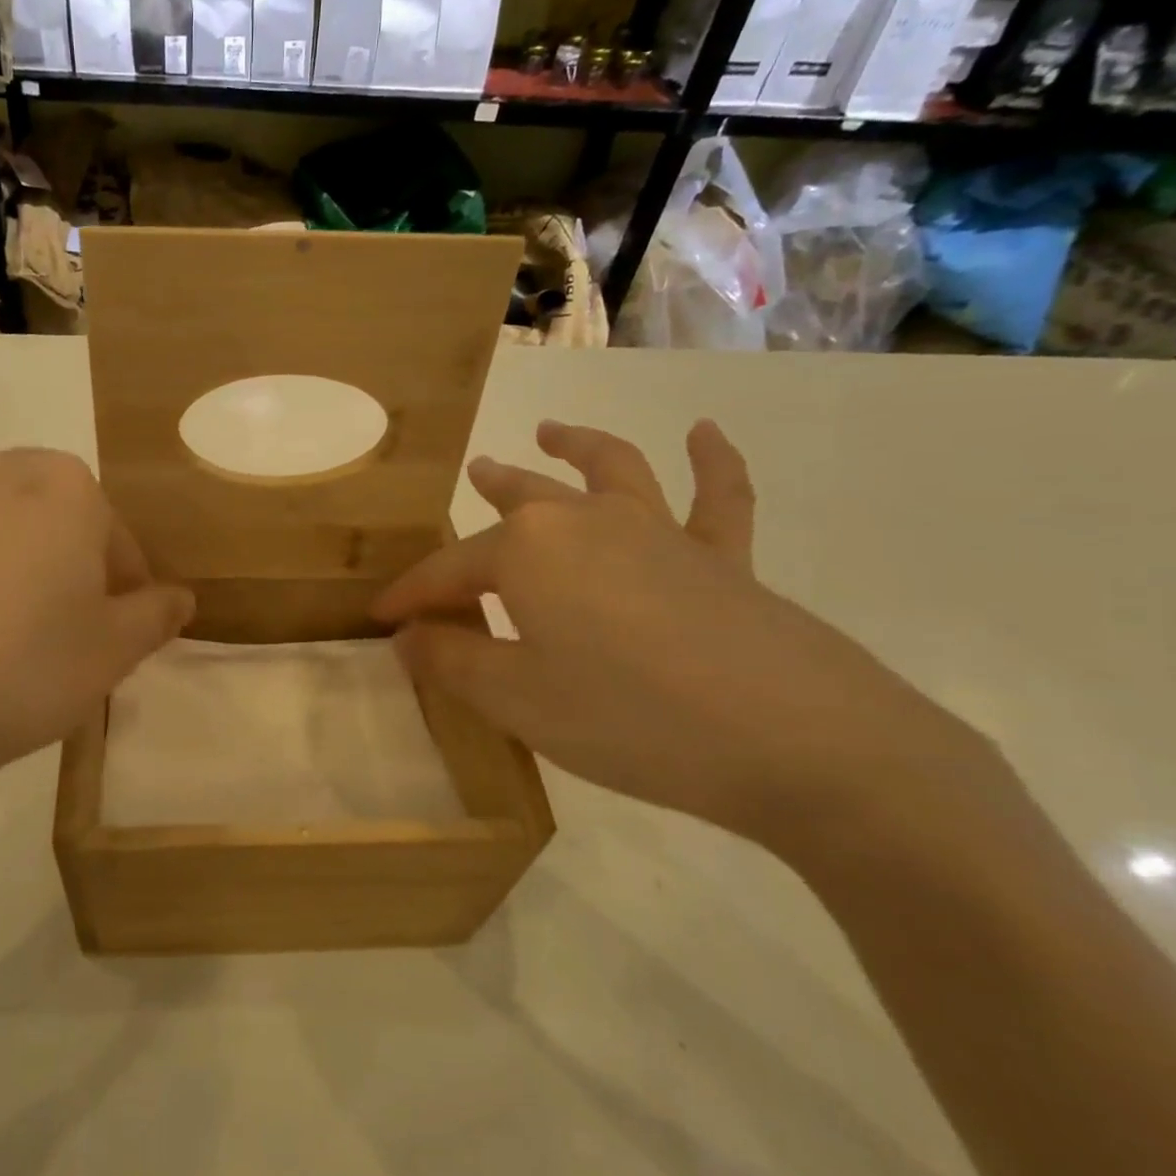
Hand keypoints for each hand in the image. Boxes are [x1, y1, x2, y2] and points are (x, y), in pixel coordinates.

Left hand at [0, 401, 192, 890]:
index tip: (125, 625)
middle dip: (66, 533)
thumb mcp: (111, 655)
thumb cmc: (21, 674)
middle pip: (44, 494)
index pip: (113, 535)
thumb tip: (180, 597)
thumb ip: (154, 618)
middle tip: (69, 600)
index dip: (124, 580)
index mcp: (67, 494)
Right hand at [375, 420, 979, 850]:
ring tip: (551, 432)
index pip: (448, 572)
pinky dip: (713, 461)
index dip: (410, 596)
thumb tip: (408, 638)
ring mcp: (660, 533)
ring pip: (608, 472)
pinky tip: (705, 433)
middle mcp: (586, 523)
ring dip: (576, 447)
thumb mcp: (514, 700)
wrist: (793, 742)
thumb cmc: (626, 718)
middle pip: (521, 502)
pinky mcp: (723, 559)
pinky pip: (718, 498)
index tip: (382, 619)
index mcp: (526, 552)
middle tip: (473, 476)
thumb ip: (451, 663)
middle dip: (489, 493)